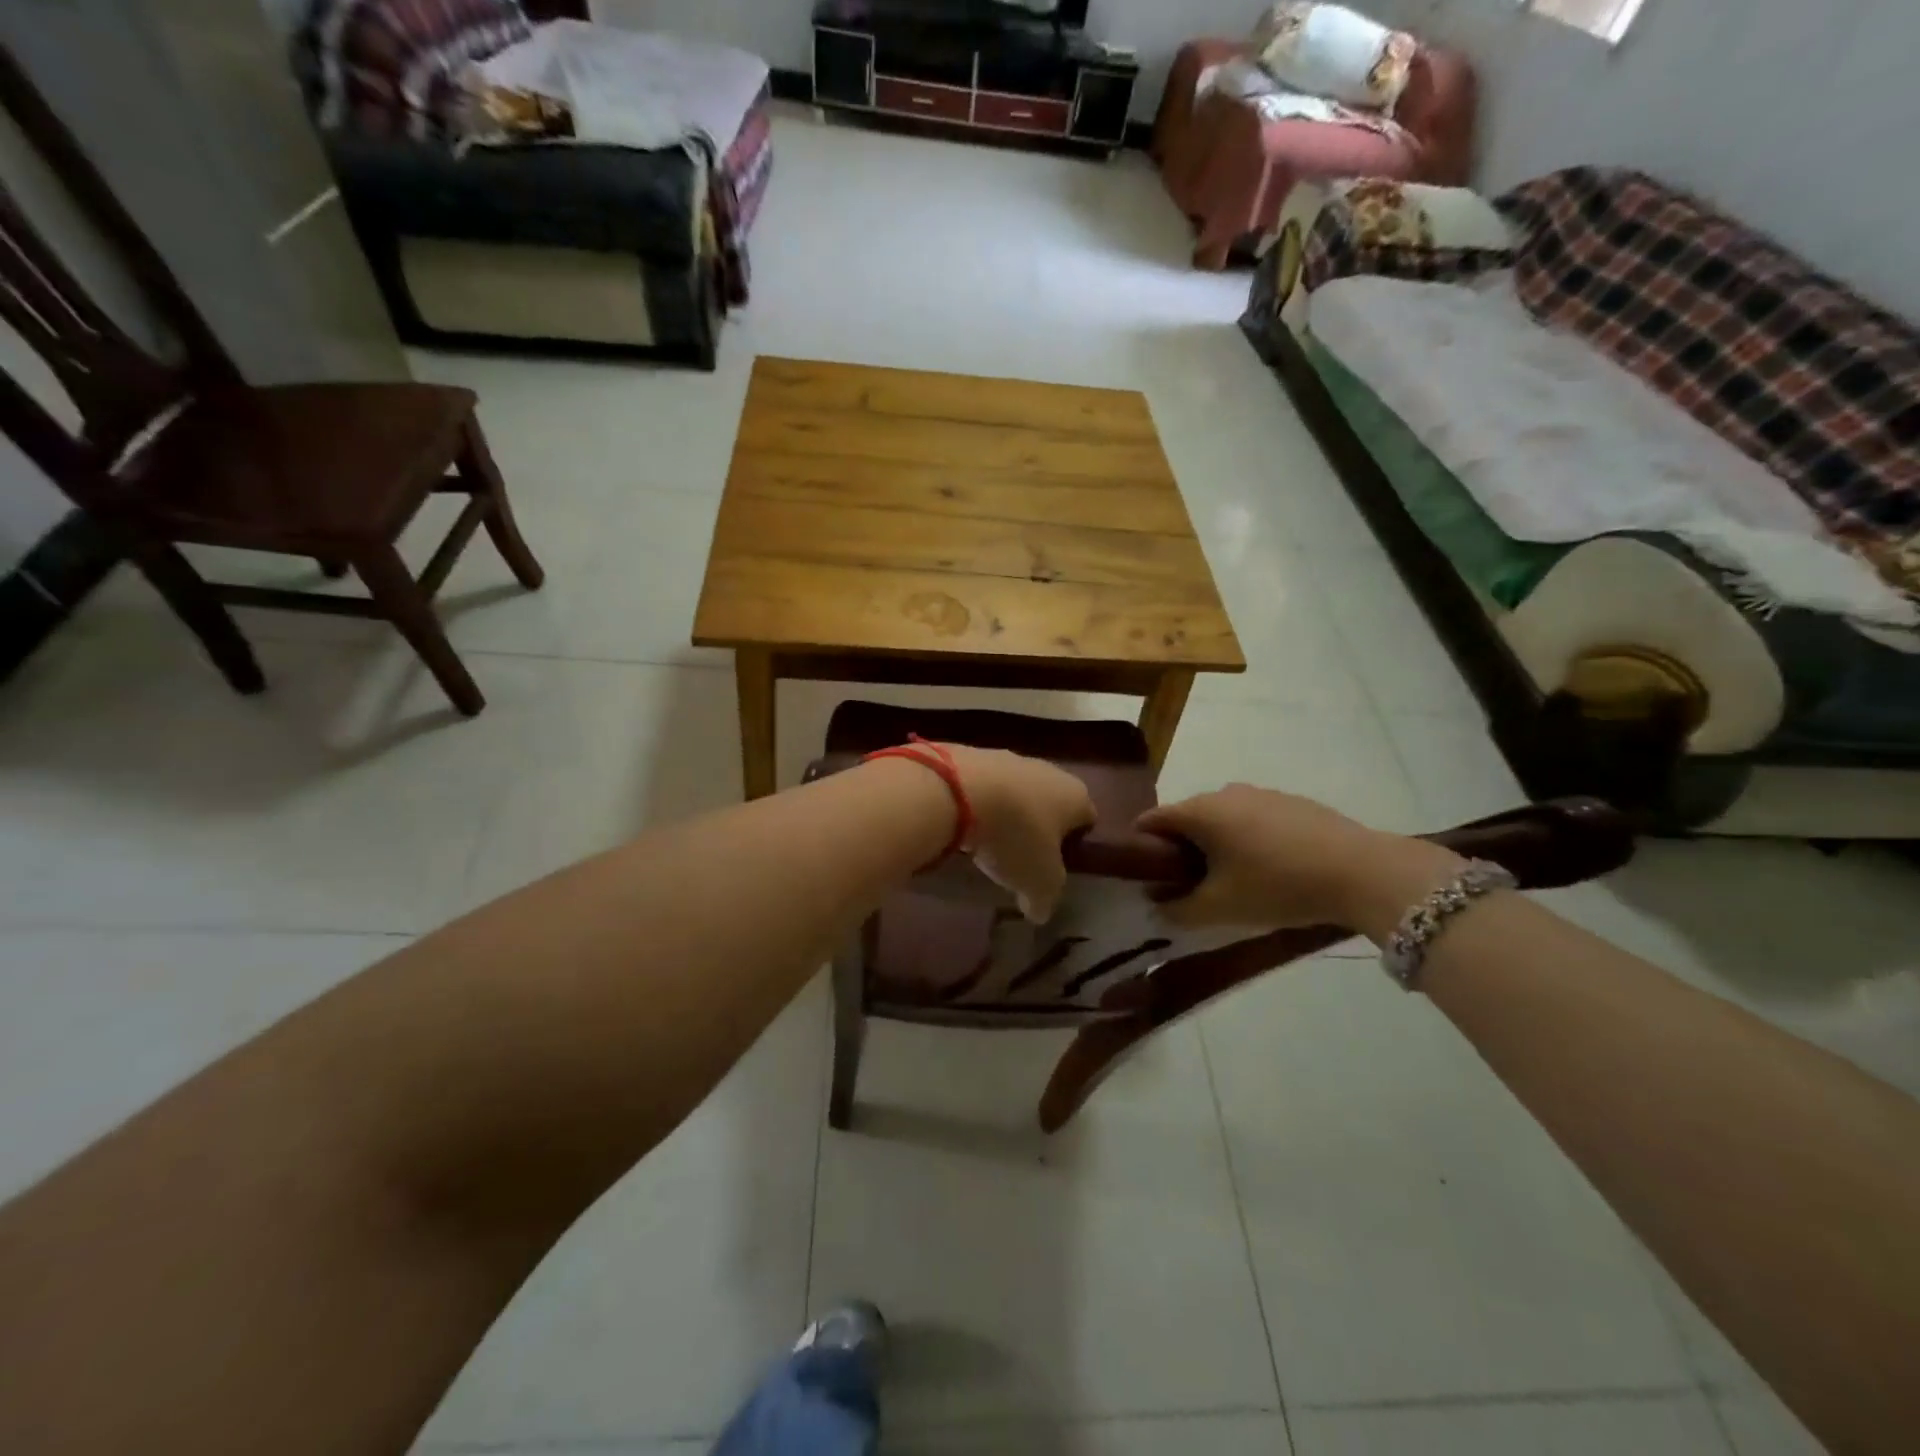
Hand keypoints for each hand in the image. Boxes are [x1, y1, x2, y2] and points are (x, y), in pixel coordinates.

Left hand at [939, 744, 1094, 922]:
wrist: (958, 790)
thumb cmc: (1015, 836)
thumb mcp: (1038, 882)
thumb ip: (1045, 899)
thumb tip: (1039, 911)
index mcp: (1076, 796)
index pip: (1087, 819)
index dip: (1075, 844)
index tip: (1056, 866)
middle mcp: (1048, 770)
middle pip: (1049, 802)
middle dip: (1037, 827)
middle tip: (1021, 857)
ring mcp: (1009, 758)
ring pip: (1015, 792)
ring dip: (1005, 814)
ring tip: (986, 844)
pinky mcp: (972, 755)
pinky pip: (982, 787)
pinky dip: (976, 804)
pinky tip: (961, 825)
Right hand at [1136, 784, 1459, 932]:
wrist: (1361, 870)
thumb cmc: (1277, 885)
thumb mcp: (1221, 908)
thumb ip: (1178, 909)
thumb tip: (1156, 904)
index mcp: (1200, 811)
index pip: (1152, 820)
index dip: (1141, 847)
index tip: (1145, 875)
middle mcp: (1225, 792)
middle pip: (1187, 818)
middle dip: (1180, 848)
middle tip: (1187, 884)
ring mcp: (1262, 793)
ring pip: (1222, 818)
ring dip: (1216, 844)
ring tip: (1231, 879)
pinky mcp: (1292, 802)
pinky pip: (1253, 818)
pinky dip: (1247, 839)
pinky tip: (1268, 868)